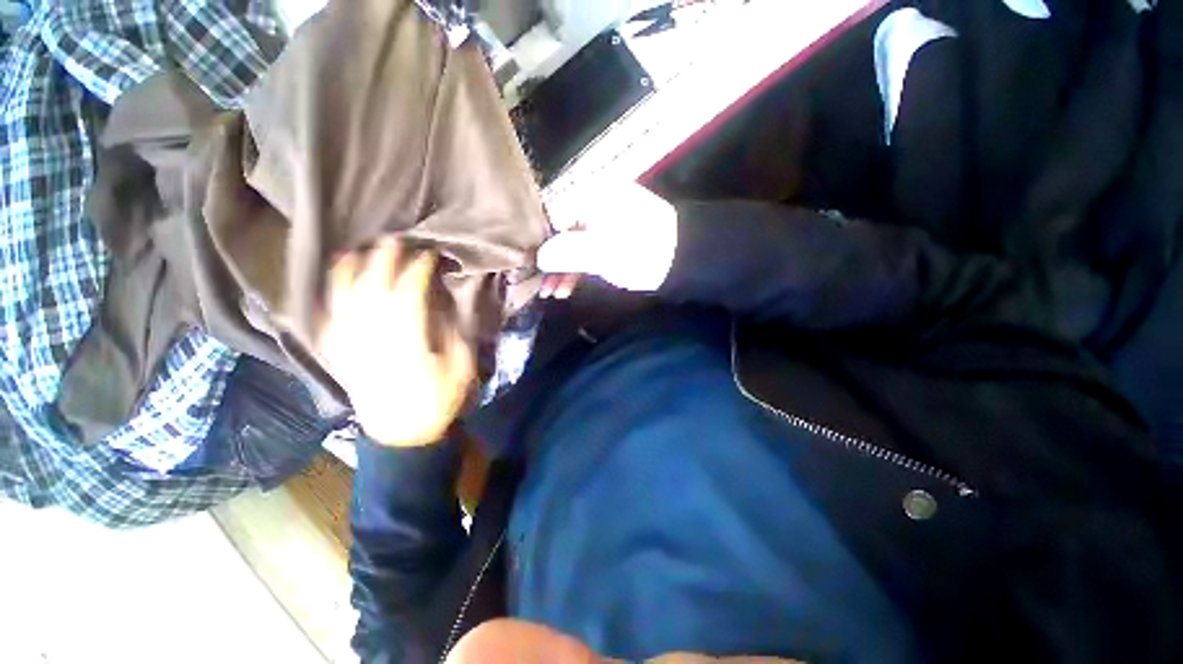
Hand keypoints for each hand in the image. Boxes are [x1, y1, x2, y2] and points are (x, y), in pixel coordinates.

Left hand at [314, 237, 474, 446]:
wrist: (400, 434)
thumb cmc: (435, 401)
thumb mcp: (459, 369)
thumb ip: (454, 334)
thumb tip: (446, 304)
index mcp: (406, 340)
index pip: (409, 293)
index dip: (418, 270)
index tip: (429, 255)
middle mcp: (373, 336)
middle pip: (374, 288)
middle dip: (385, 260)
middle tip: (395, 240)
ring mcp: (351, 343)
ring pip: (345, 297)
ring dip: (352, 269)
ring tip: (360, 249)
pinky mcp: (339, 352)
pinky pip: (329, 315)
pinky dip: (331, 293)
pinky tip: (336, 278)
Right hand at [537, 181, 677, 298]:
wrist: (687, 259)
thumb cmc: (642, 253)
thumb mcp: (602, 254)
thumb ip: (567, 253)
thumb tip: (539, 257)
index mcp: (593, 194)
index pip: (553, 216)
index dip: (541, 245)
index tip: (531, 269)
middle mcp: (597, 201)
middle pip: (563, 232)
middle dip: (552, 263)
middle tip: (542, 287)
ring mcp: (607, 218)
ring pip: (576, 243)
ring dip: (565, 269)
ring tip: (554, 293)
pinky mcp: (616, 235)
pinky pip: (590, 248)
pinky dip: (580, 267)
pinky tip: (569, 286)